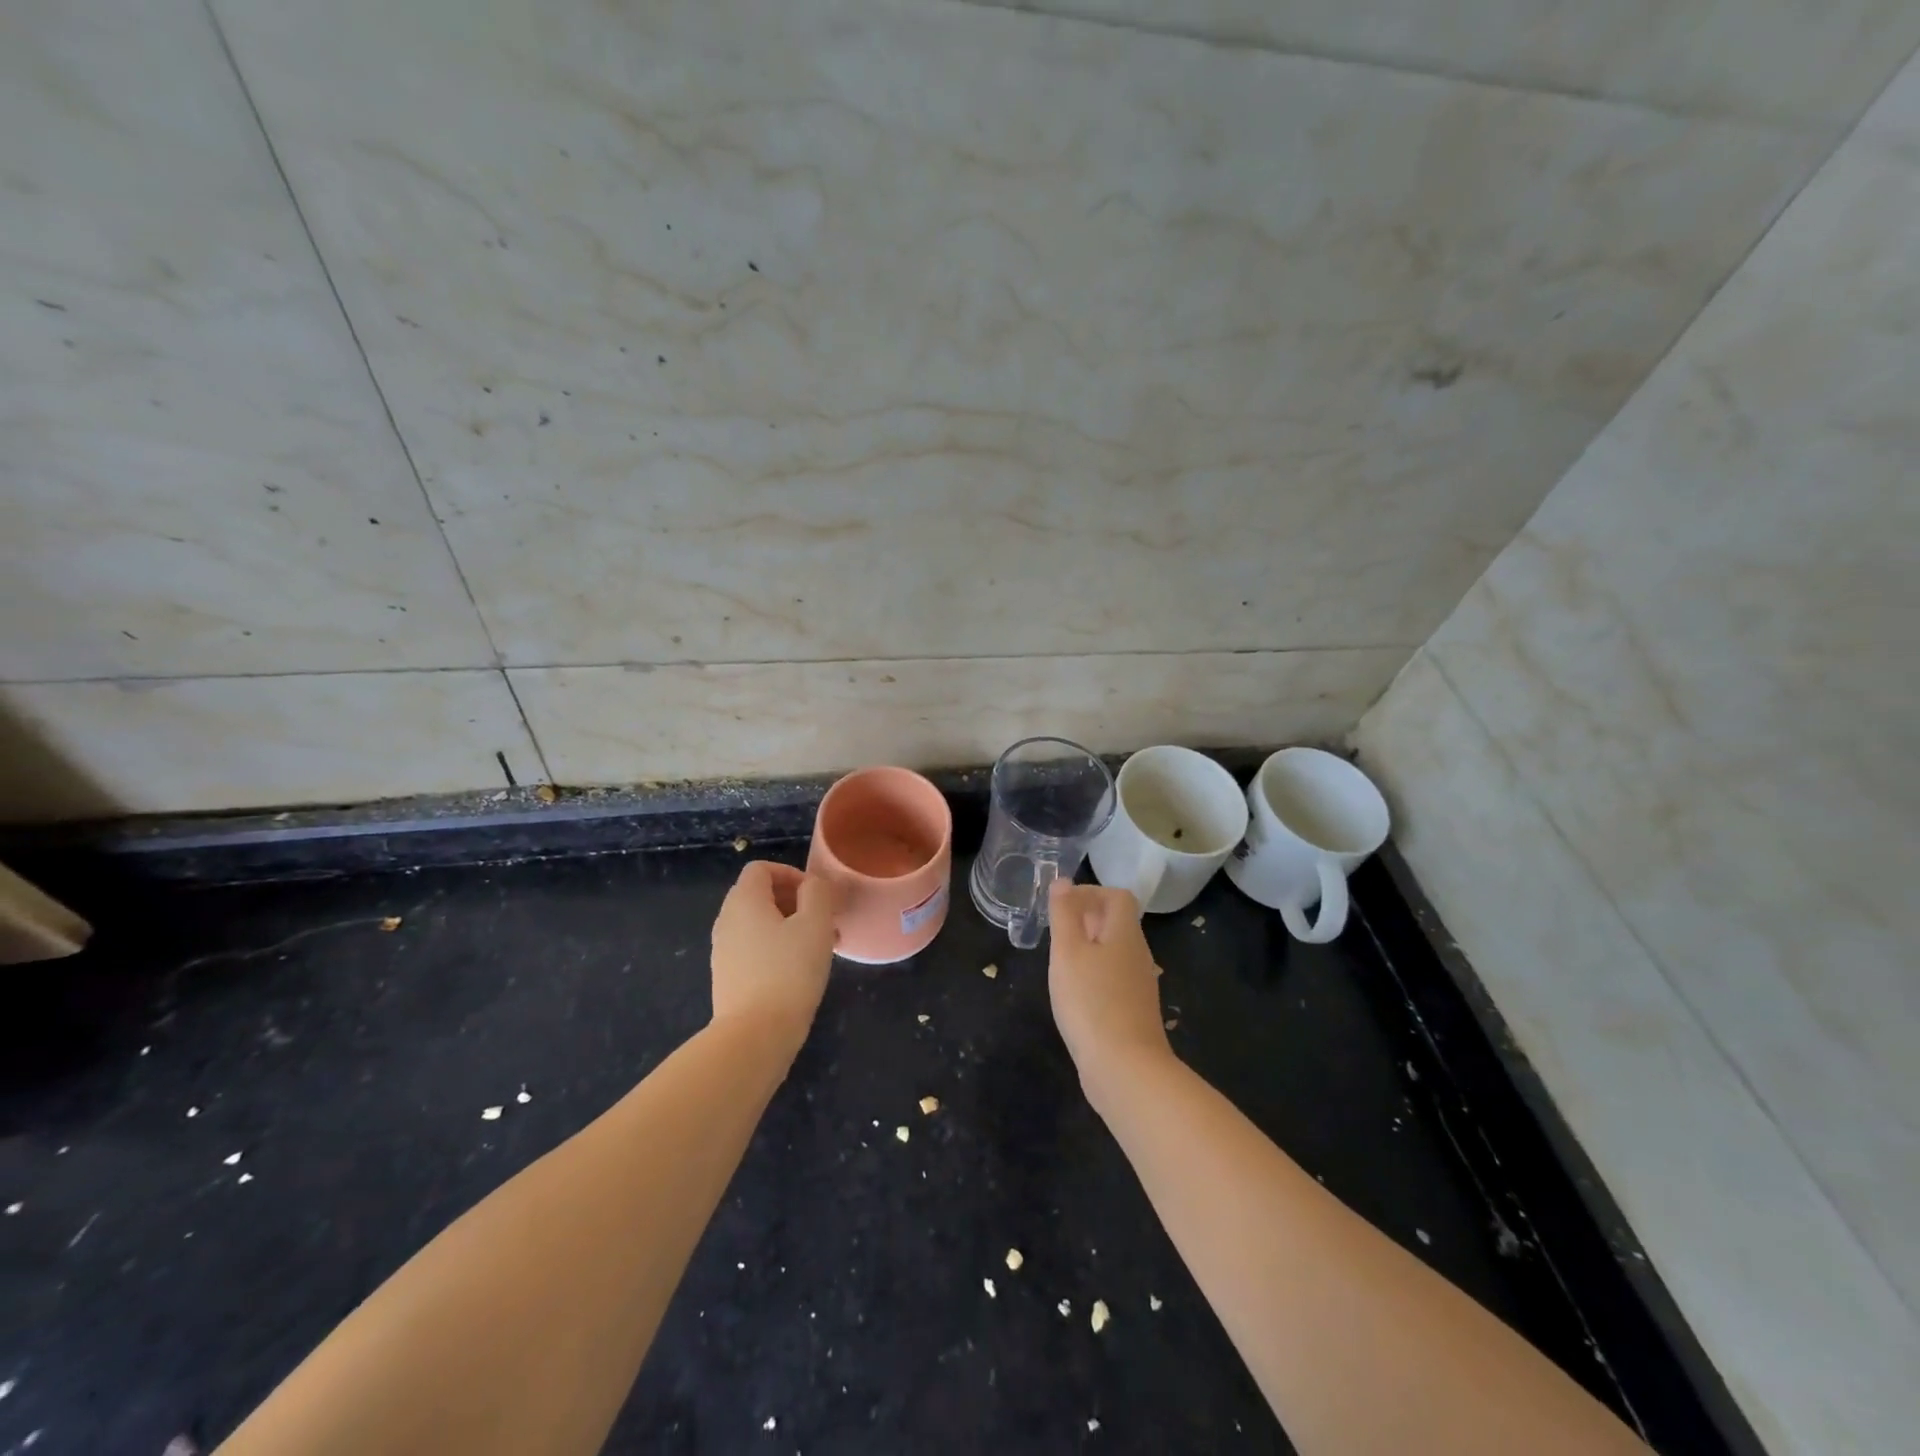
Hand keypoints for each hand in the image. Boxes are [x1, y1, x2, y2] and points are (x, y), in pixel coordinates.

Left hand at [710, 861, 835, 1048]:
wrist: (755, 1035)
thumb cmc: (789, 971)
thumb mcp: (815, 924)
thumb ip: (817, 893)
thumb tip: (812, 885)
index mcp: (744, 901)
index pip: (761, 868)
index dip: (791, 873)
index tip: (816, 895)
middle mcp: (727, 920)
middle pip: (759, 894)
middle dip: (794, 901)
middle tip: (823, 920)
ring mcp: (723, 950)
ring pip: (759, 924)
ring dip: (789, 926)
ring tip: (818, 946)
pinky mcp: (728, 976)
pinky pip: (754, 948)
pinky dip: (777, 948)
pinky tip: (800, 970)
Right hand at [1047, 882, 1172, 1106]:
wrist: (1125, 1069)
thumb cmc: (1091, 1002)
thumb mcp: (1068, 952)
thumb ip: (1064, 914)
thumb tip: (1063, 881)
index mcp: (1125, 934)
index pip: (1118, 896)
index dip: (1090, 892)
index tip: (1061, 907)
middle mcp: (1138, 954)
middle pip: (1116, 923)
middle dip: (1085, 919)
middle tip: (1055, 932)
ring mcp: (1138, 985)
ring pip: (1114, 951)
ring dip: (1088, 948)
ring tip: (1059, 962)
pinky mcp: (1133, 1011)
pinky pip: (1113, 977)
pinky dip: (1093, 974)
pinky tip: (1073, 993)